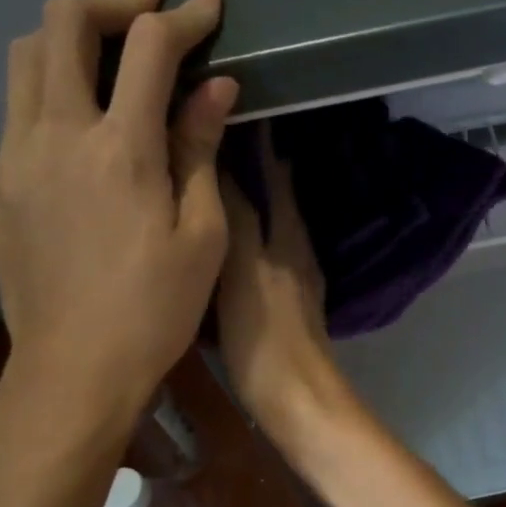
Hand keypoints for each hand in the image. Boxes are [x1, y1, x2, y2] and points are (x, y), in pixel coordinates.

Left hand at [0, 0, 236, 440]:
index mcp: (119, 149)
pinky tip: (81, 109)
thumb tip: (217, 87)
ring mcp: (14, 157)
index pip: (149, 48)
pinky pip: (16, 106)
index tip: (210, 2)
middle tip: (148, 1)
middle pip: (63, 24)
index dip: (184, 16)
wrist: (74, 370)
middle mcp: (55, 135)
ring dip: (69, 32)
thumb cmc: (157, 307)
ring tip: (109, 37)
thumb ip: (200, 149)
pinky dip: (50, 82)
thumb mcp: (201, 234)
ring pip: (24, 55)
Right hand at [217, 128, 346, 439]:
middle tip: (211, 135)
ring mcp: (292, 275)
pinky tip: (219, 237)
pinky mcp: (283, 301)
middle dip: (253, 164)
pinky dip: (244, 232)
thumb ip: (236, 215)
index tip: (231, 110)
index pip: (276, 173)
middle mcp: (295, 246)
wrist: (294, 396)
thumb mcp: (241, 268)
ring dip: (248, 197)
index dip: (258, 142)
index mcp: (287, 232)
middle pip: (276, 194)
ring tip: (209, 177)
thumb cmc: (263, 332)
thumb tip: (223, 159)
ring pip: (270, 221)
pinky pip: (262, 250)